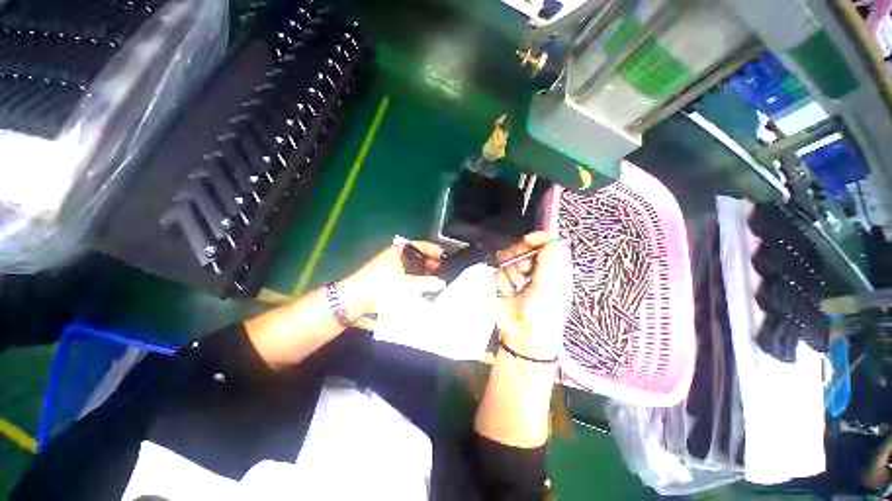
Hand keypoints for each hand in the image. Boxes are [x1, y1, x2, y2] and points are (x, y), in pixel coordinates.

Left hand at [340, 239, 445, 316]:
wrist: (354, 298)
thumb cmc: (382, 286)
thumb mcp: (407, 285)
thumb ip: (426, 283)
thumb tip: (441, 283)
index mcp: (399, 250)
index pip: (421, 245)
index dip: (434, 250)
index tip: (445, 257)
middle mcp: (394, 255)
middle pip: (417, 255)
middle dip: (430, 262)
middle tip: (442, 271)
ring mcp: (389, 265)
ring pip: (411, 266)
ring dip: (422, 272)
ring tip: (434, 280)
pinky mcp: (386, 277)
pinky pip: (405, 274)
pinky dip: (414, 278)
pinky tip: (421, 287)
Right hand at [495, 232, 572, 359]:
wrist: (521, 336)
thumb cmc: (543, 313)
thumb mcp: (552, 284)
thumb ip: (551, 257)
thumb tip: (544, 236)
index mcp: (554, 267)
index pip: (547, 241)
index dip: (537, 238)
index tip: (528, 242)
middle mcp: (536, 268)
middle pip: (524, 246)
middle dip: (520, 256)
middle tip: (522, 270)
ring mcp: (518, 274)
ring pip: (508, 257)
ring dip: (510, 272)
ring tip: (514, 287)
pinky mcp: (504, 282)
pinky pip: (498, 270)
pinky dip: (501, 281)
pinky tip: (506, 292)